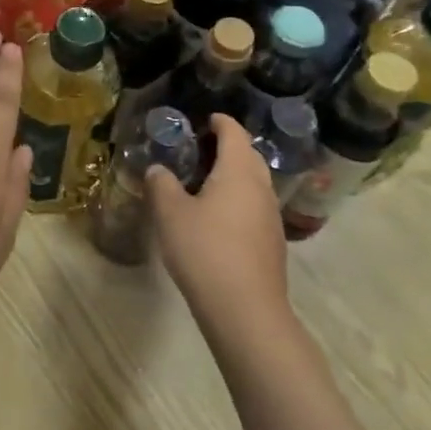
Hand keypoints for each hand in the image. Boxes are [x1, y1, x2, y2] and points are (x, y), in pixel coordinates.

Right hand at [146, 116, 290, 335]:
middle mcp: (261, 187)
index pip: (234, 133)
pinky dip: (238, 200)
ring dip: (233, 176)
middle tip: (199, 150)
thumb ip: (162, 185)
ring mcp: (271, 216)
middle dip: (228, 147)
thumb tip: (158, 170)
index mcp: (238, 171)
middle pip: (248, 156)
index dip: (220, 122)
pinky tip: (217, 218)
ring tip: (204, 183)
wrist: (245, 310)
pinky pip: (254, 207)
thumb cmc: (205, 250)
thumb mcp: (170, 214)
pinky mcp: (272, 243)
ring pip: (254, 183)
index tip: (205, 119)